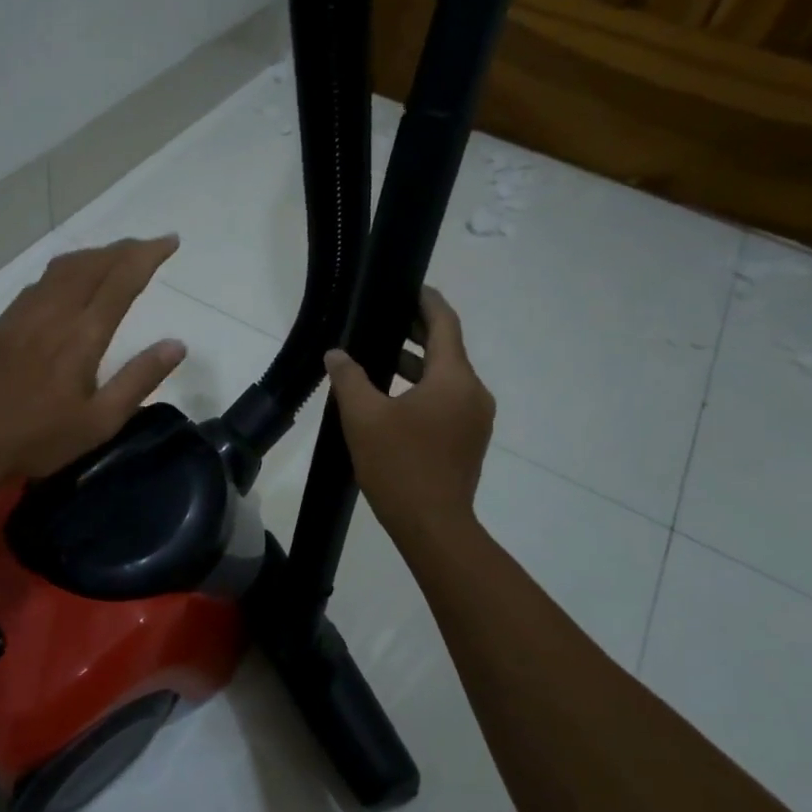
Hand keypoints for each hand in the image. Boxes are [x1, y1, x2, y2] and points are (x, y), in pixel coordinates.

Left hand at [0, 236, 186, 486]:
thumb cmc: (40, 439)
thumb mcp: (100, 421)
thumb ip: (139, 379)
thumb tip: (177, 344)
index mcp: (82, 335)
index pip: (122, 280)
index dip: (148, 256)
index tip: (170, 241)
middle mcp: (54, 313)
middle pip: (93, 264)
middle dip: (125, 249)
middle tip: (149, 246)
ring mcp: (24, 314)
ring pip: (63, 267)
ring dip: (95, 255)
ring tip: (115, 257)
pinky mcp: (3, 323)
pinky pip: (40, 282)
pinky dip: (66, 270)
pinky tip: (69, 282)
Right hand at [324, 286, 493, 542]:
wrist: (433, 525)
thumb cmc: (399, 465)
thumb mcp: (363, 417)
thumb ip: (349, 378)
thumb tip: (337, 354)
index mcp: (453, 378)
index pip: (445, 323)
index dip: (427, 301)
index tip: (409, 287)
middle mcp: (473, 392)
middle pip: (448, 349)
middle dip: (418, 332)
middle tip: (385, 318)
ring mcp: (475, 418)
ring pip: (447, 378)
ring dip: (418, 364)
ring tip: (382, 358)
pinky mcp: (469, 440)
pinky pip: (448, 400)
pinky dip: (425, 389)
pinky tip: (395, 399)